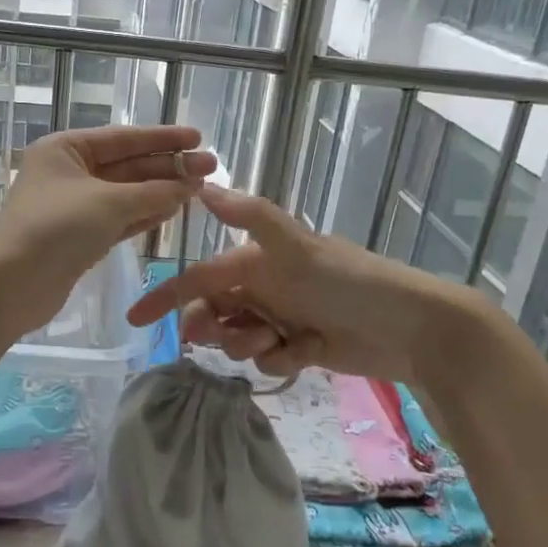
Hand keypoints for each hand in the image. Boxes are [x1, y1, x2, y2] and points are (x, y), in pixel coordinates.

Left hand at [0, 124, 214, 331]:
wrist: (11, 284)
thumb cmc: (56, 228)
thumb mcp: (109, 203)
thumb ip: (154, 192)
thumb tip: (191, 183)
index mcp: (66, 149)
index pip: (123, 138)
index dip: (163, 138)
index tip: (198, 138)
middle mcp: (70, 173)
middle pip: (128, 165)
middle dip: (168, 166)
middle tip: (211, 167)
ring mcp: (75, 207)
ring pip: (126, 194)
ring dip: (161, 190)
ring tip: (200, 187)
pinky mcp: (81, 238)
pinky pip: (120, 218)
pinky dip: (146, 214)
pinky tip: (174, 209)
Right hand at [126, 184, 487, 384]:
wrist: (411, 327)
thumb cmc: (349, 281)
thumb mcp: (298, 247)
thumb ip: (251, 217)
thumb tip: (203, 185)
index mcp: (256, 261)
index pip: (199, 278)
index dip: (167, 297)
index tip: (136, 320)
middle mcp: (265, 287)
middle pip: (214, 313)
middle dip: (214, 328)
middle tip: (229, 336)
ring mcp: (283, 318)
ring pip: (238, 340)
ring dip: (250, 345)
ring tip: (280, 342)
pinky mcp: (302, 348)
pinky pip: (269, 361)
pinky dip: (281, 360)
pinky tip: (307, 354)